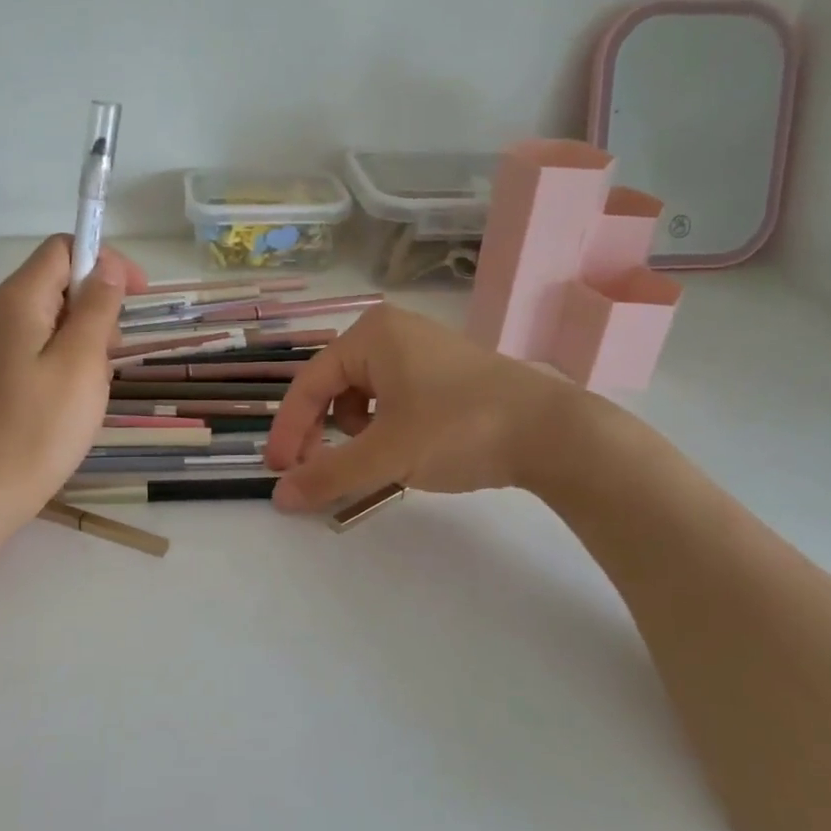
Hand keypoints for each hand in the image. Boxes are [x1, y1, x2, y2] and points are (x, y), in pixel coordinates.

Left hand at [0, 236, 146, 523]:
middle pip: (59, 282)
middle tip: (114, 354)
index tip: (137, 296)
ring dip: (87, 340)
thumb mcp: (82, 361)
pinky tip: (76, 400)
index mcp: (20, 298)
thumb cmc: (40, 425)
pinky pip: (42, 349)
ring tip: (96, 386)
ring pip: (55, 320)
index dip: (105, 261)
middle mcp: (2, 312)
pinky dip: (68, 362)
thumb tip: (107, 266)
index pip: (64, 248)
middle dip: (98, 307)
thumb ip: (97, 307)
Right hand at [263, 304, 589, 510]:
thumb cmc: (459, 429)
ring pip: (362, 396)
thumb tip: (278, 498)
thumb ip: (327, 475)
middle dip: (321, 433)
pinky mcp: (445, 373)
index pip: (308, 384)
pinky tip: (404, 450)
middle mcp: (392, 332)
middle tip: (318, 473)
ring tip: (375, 460)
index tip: (278, 473)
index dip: (288, 431)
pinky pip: (392, 398)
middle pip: (333, 387)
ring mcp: (422, 350)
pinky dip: (384, 428)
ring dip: (354, 433)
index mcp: (371, 334)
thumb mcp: (386, 455)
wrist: (553, 433)